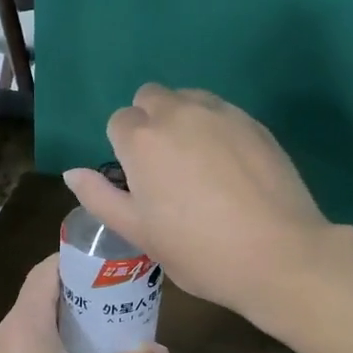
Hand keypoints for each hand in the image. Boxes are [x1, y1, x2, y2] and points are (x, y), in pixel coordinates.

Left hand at [0, 255, 166, 352]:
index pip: (43, 273)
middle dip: (70, 302)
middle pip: (34, 303)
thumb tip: (160, 350)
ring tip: (89, 346)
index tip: (101, 266)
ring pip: (22, 333)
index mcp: (23, 327)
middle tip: (106, 309)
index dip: (71, 263)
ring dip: (53, 332)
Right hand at [64, 84, 329, 316]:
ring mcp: (222, 113)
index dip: (125, 150)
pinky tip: (231, 167)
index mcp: (143, 140)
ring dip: (183, 119)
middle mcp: (179, 113)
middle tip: (166, 169)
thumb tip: (73, 173)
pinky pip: (222, 112)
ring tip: (199, 165)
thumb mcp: (141, 233)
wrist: (279, 255)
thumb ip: (101, 197)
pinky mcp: (255, 122)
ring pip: (189, 98)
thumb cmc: (200, 251)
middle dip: (150, 123)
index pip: (119, 122)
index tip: (142, 182)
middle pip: (151, 97)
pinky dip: (216, 128)